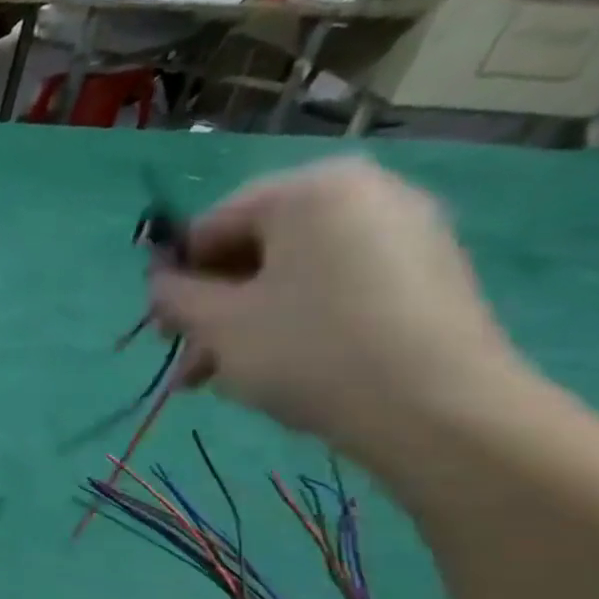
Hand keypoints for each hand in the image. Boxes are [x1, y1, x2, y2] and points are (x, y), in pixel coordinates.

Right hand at [148, 157, 523, 461]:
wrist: (439, 409)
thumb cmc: (309, 350)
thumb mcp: (216, 324)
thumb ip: (173, 295)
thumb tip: (160, 283)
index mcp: (309, 190)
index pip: (210, 226)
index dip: (176, 279)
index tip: (163, 330)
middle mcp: (363, 193)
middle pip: (253, 250)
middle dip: (211, 308)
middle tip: (189, 361)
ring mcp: (403, 232)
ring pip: (290, 274)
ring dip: (243, 323)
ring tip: (221, 378)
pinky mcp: (425, 274)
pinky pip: (334, 287)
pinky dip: (294, 321)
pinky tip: (276, 368)